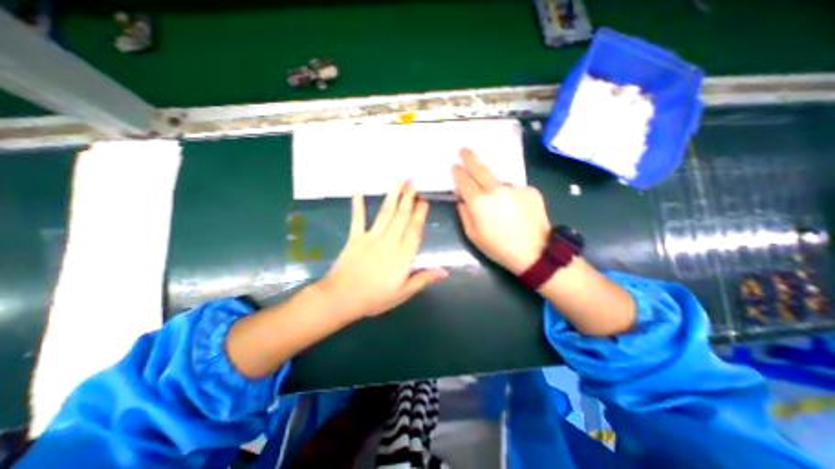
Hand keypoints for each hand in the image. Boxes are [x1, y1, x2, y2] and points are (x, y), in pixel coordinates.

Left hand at [316, 182, 447, 320]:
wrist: (342, 298)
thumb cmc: (375, 298)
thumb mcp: (403, 293)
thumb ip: (423, 279)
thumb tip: (445, 271)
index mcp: (403, 255)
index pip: (414, 230)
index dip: (420, 214)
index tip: (424, 200)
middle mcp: (390, 241)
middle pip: (402, 216)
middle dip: (409, 198)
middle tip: (413, 181)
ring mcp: (371, 237)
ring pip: (385, 213)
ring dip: (392, 196)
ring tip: (398, 180)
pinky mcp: (355, 237)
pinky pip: (358, 218)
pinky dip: (358, 205)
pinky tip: (358, 191)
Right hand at [454, 148, 552, 273]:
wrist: (535, 253)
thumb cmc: (499, 248)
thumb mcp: (473, 236)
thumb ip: (464, 213)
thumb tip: (462, 199)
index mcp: (479, 202)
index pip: (464, 181)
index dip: (457, 173)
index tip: (454, 166)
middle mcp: (496, 189)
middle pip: (480, 169)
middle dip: (469, 158)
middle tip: (463, 149)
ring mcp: (515, 187)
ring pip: (499, 181)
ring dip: (493, 186)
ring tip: (497, 202)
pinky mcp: (530, 190)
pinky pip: (514, 189)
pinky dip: (510, 195)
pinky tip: (515, 209)